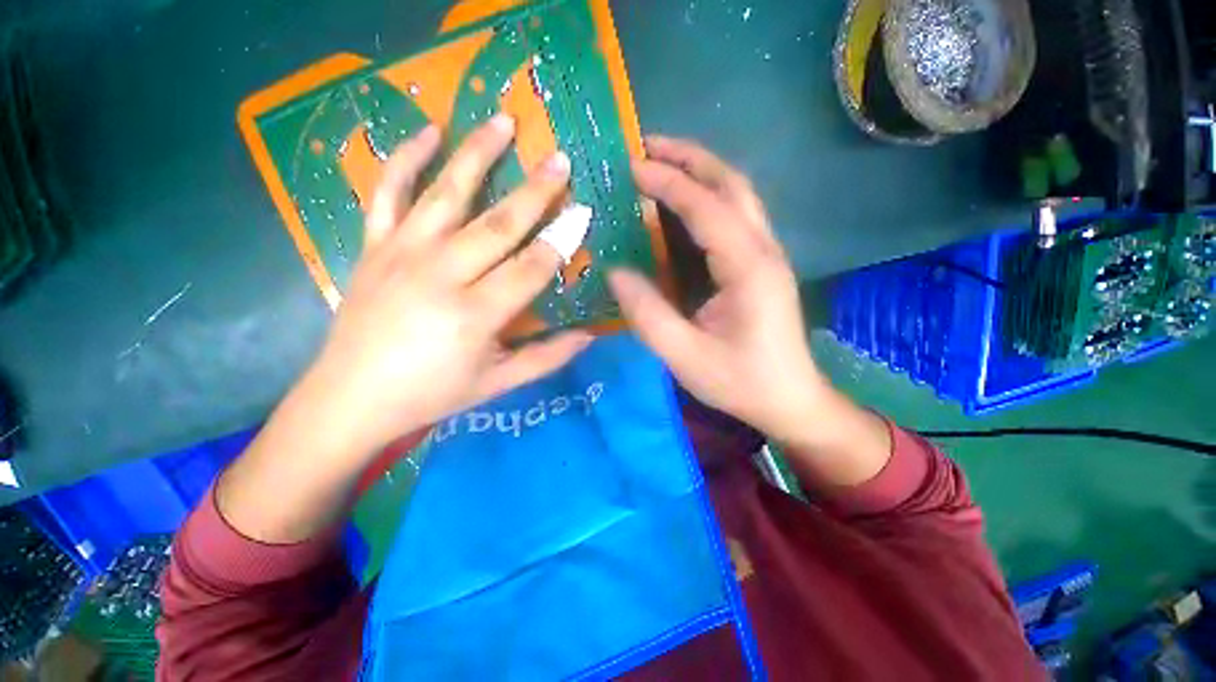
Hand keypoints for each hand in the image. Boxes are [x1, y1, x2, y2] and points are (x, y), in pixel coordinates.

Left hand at [308, 116, 591, 451]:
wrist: (351, 398)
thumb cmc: (432, 393)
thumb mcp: (498, 383)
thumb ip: (547, 358)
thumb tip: (590, 336)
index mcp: (474, 314)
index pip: (531, 267)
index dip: (562, 241)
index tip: (584, 213)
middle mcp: (440, 275)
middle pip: (498, 224)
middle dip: (535, 191)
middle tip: (560, 159)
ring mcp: (402, 254)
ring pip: (446, 193)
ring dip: (477, 154)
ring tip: (503, 121)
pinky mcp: (374, 247)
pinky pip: (387, 192)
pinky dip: (405, 157)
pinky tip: (428, 131)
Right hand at [608, 137, 829, 444]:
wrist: (790, 401)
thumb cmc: (740, 382)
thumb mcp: (685, 356)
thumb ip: (648, 314)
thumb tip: (615, 272)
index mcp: (748, 269)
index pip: (706, 208)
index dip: (669, 182)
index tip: (632, 166)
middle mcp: (764, 250)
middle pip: (732, 184)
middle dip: (690, 158)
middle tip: (648, 146)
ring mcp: (767, 255)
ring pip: (738, 195)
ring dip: (701, 172)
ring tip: (662, 164)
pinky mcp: (762, 266)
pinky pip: (735, 217)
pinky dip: (707, 198)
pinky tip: (683, 205)